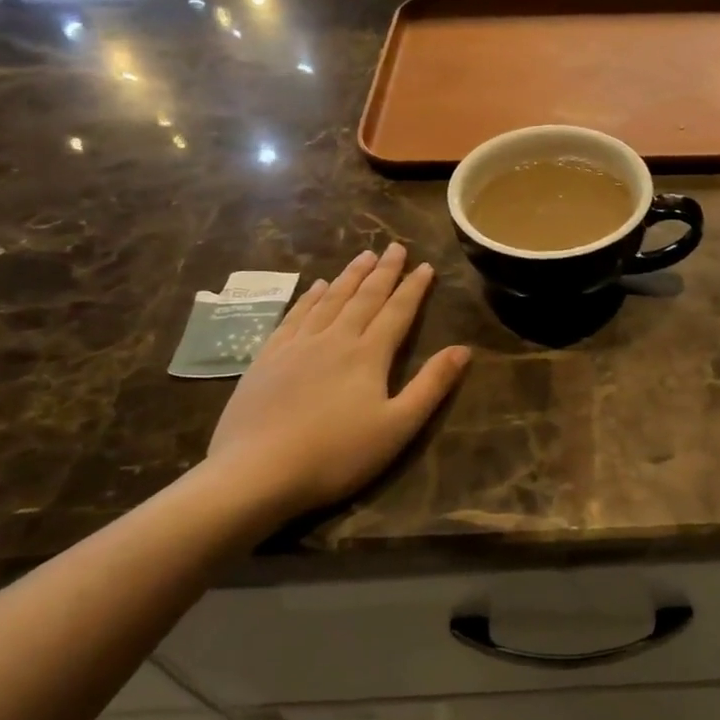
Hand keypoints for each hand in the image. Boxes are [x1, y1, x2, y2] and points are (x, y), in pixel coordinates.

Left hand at [206, 244, 468, 516]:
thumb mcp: (397, 426)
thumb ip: (431, 385)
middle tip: (394, 246)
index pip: (397, 311)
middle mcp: (335, 339)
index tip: (426, 265)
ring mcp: (297, 346)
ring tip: (363, 256)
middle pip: (364, 297)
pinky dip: (310, 297)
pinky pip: (295, 316)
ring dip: (349, 276)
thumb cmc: (336, 454)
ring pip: (330, 300)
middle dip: (383, 271)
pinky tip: (317, 287)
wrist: (256, 472)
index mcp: (368, 355)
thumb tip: (463, 349)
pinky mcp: (268, 358)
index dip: (413, 288)